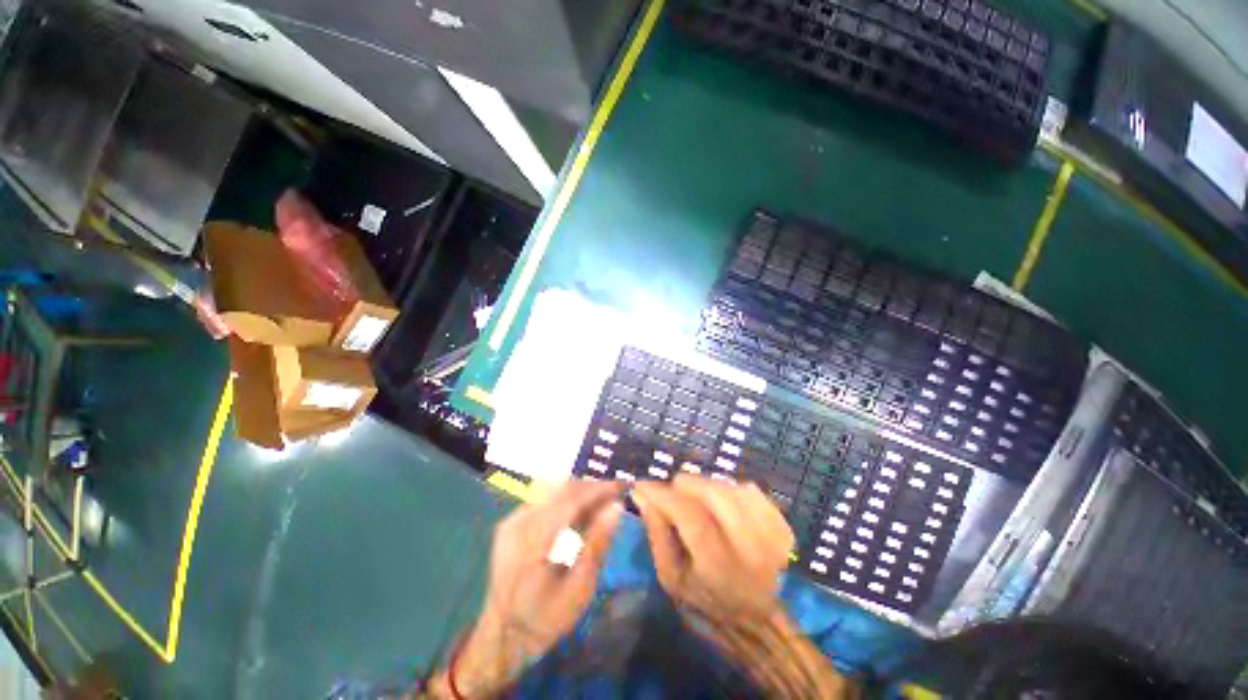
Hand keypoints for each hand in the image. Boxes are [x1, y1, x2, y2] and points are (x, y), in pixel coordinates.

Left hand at [440, 480, 622, 696]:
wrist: (503, 636)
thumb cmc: (545, 619)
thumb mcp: (579, 589)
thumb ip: (597, 543)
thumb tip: (616, 507)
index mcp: (533, 539)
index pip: (572, 498)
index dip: (599, 489)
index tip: (623, 487)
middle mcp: (520, 521)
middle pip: (562, 489)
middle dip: (592, 488)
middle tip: (616, 494)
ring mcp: (513, 519)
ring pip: (554, 491)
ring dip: (581, 494)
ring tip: (603, 504)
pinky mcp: (512, 522)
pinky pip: (545, 500)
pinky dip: (567, 502)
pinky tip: (581, 514)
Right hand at [633, 475, 792, 625]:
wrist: (761, 621)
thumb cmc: (708, 601)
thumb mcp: (672, 578)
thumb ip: (657, 534)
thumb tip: (642, 495)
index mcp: (717, 565)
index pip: (686, 513)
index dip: (661, 493)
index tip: (642, 484)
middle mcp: (748, 545)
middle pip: (712, 492)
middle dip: (685, 484)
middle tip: (673, 493)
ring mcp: (770, 532)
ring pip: (729, 486)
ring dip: (706, 486)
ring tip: (698, 500)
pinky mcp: (781, 524)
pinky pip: (749, 489)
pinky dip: (729, 489)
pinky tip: (723, 506)